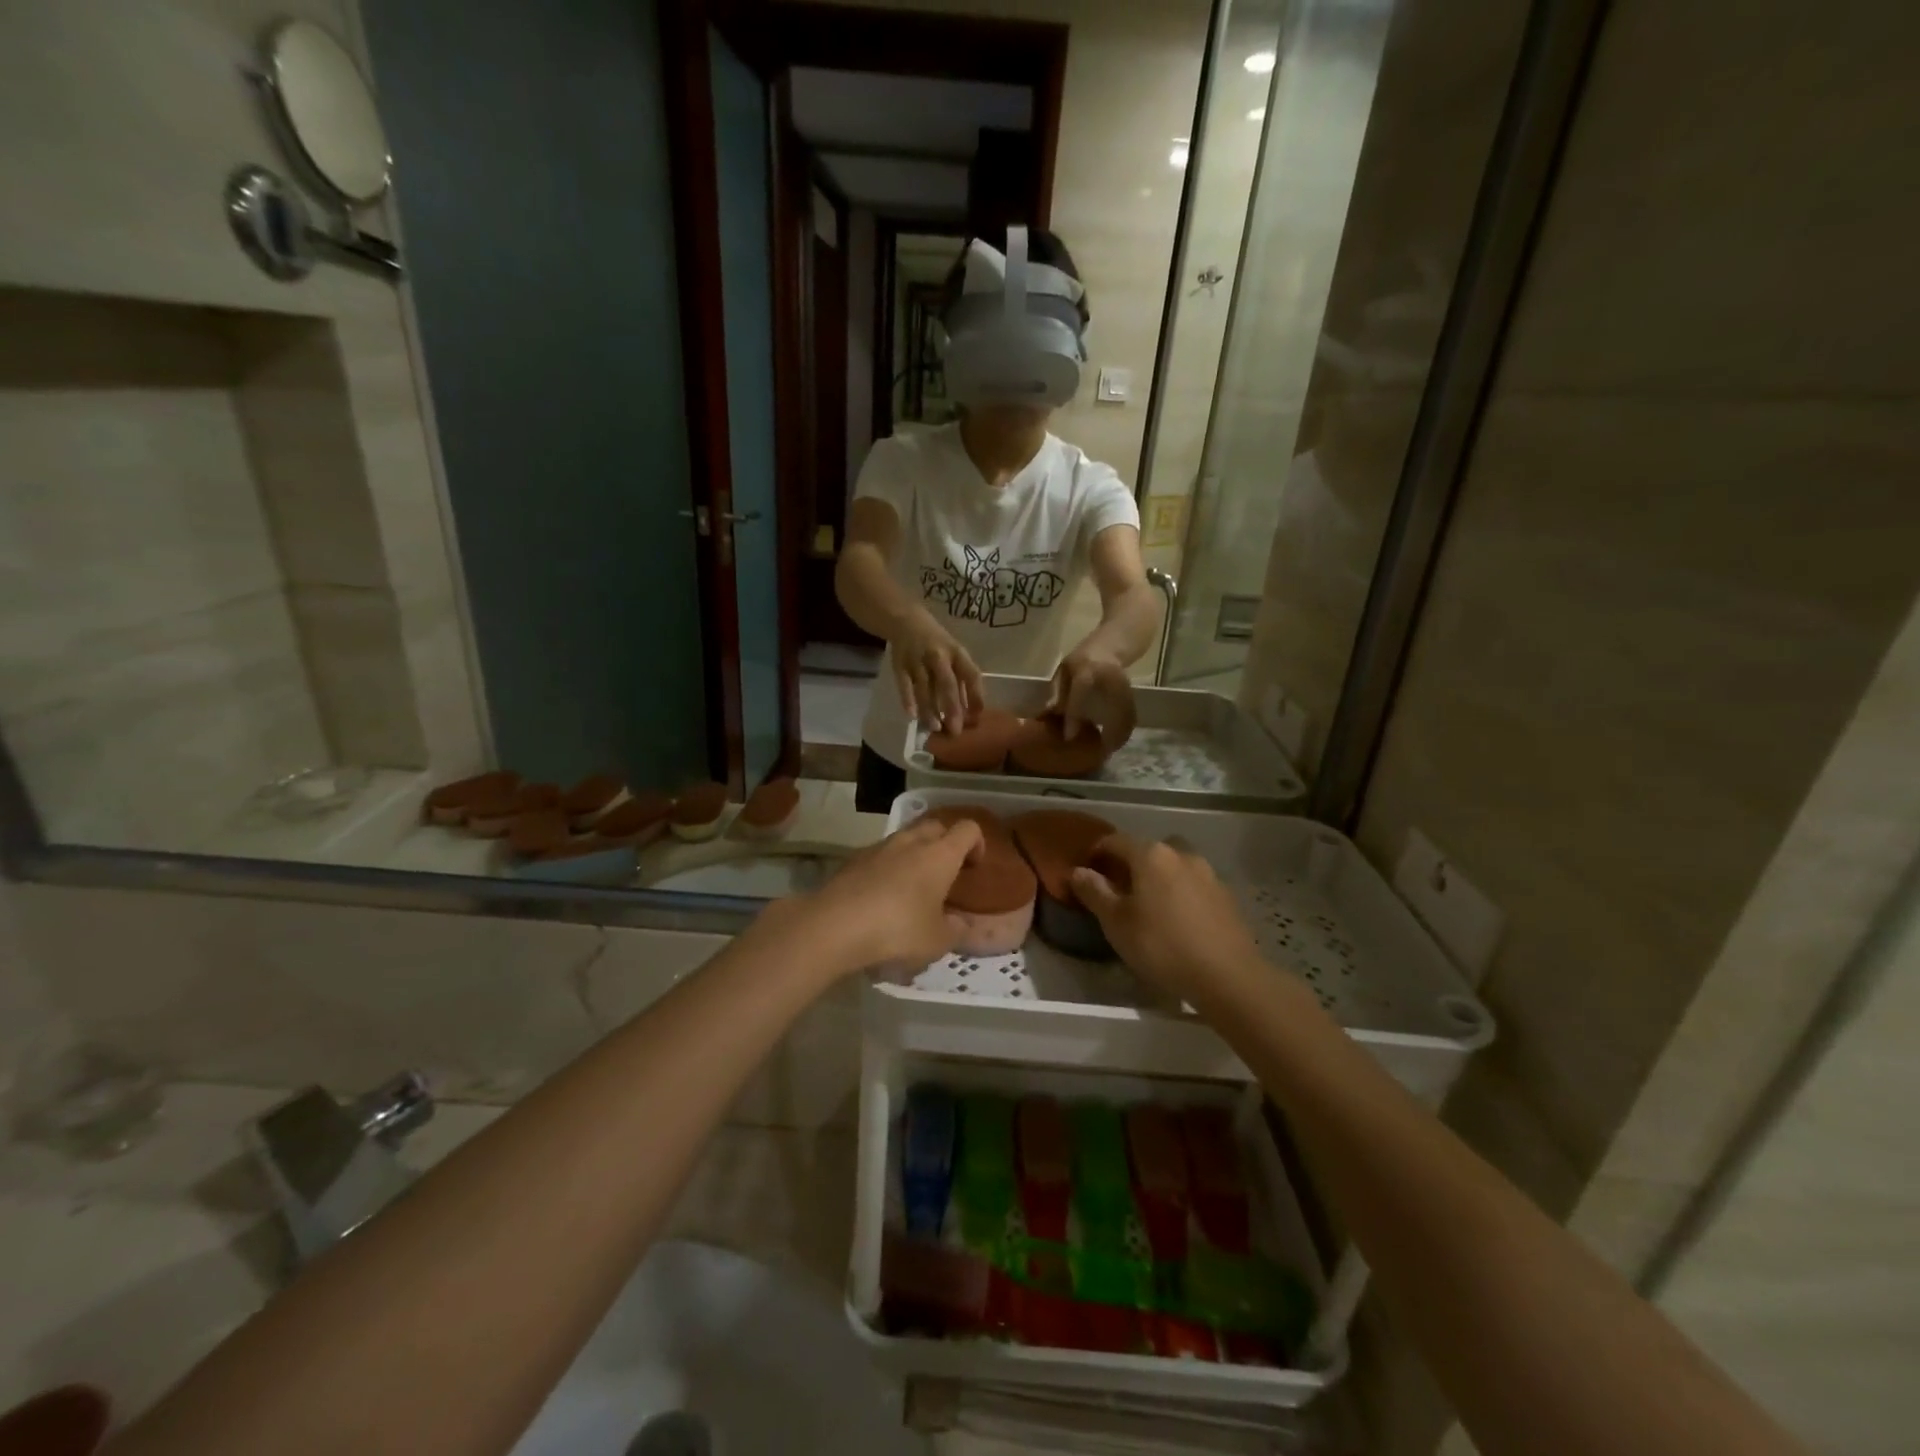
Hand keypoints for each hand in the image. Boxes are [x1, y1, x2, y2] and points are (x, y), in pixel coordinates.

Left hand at [780, 815, 983, 977]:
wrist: (834, 925)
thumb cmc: (897, 930)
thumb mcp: (937, 941)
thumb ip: (955, 930)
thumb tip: (961, 923)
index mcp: (940, 855)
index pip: (968, 829)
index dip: (977, 843)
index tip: (974, 867)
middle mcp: (911, 841)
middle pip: (936, 826)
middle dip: (945, 843)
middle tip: (947, 872)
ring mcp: (879, 847)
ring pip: (906, 838)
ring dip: (915, 853)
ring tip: (914, 885)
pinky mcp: (853, 859)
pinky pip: (881, 855)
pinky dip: (889, 866)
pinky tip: (883, 896)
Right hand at [891, 613, 984, 731]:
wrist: (906, 620)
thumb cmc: (937, 642)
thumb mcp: (954, 654)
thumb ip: (962, 680)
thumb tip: (972, 712)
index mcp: (957, 652)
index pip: (971, 675)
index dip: (976, 696)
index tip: (977, 717)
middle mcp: (939, 655)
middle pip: (947, 683)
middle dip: (952, 708)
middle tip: (955, 730)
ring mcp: (918, 660)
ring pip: (924, 687)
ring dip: (930, 709)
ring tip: (935, 727)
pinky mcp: (900, 664)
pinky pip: (904, 684)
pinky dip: (908, 699)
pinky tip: (912, 715)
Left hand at [1048, 650, 1137, 747]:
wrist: (1109, 645)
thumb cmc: (1080, 659)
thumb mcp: (1064, 670)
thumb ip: (1057, 690)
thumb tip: (1046, 714)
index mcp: (1087, 668)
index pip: (1080, 693)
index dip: (1074, 715)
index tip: (1069, 737)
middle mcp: (1109, 676)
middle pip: (1111, 707)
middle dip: (1107, 732)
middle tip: (1098, 751)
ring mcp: (1124, 684)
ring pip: (1126, 714)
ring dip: (1120, 735)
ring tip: (1109, 751)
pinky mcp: (1132, 692)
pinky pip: (1131, 715)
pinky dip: (1126, 730)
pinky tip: (1118, 742)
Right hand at [1069, 832, 1261, 1002]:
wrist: (1228, 976)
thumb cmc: (1162, 946)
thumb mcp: (1117, 923)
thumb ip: (1095, 892)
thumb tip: (1078, 871)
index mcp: (1150, 855)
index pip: (1115, 841)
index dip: (1097, 853)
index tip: (1087, 872)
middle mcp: (1180, 854)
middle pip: (1148, 850)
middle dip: (1131, 864)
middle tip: (1119, 891)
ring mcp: (1208, 873)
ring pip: (1174, 866)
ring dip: (1159, 877)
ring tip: (1150, 906)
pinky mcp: (1226, 895)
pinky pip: (1193, 884)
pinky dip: (1180, 893)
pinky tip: (1178, 920)